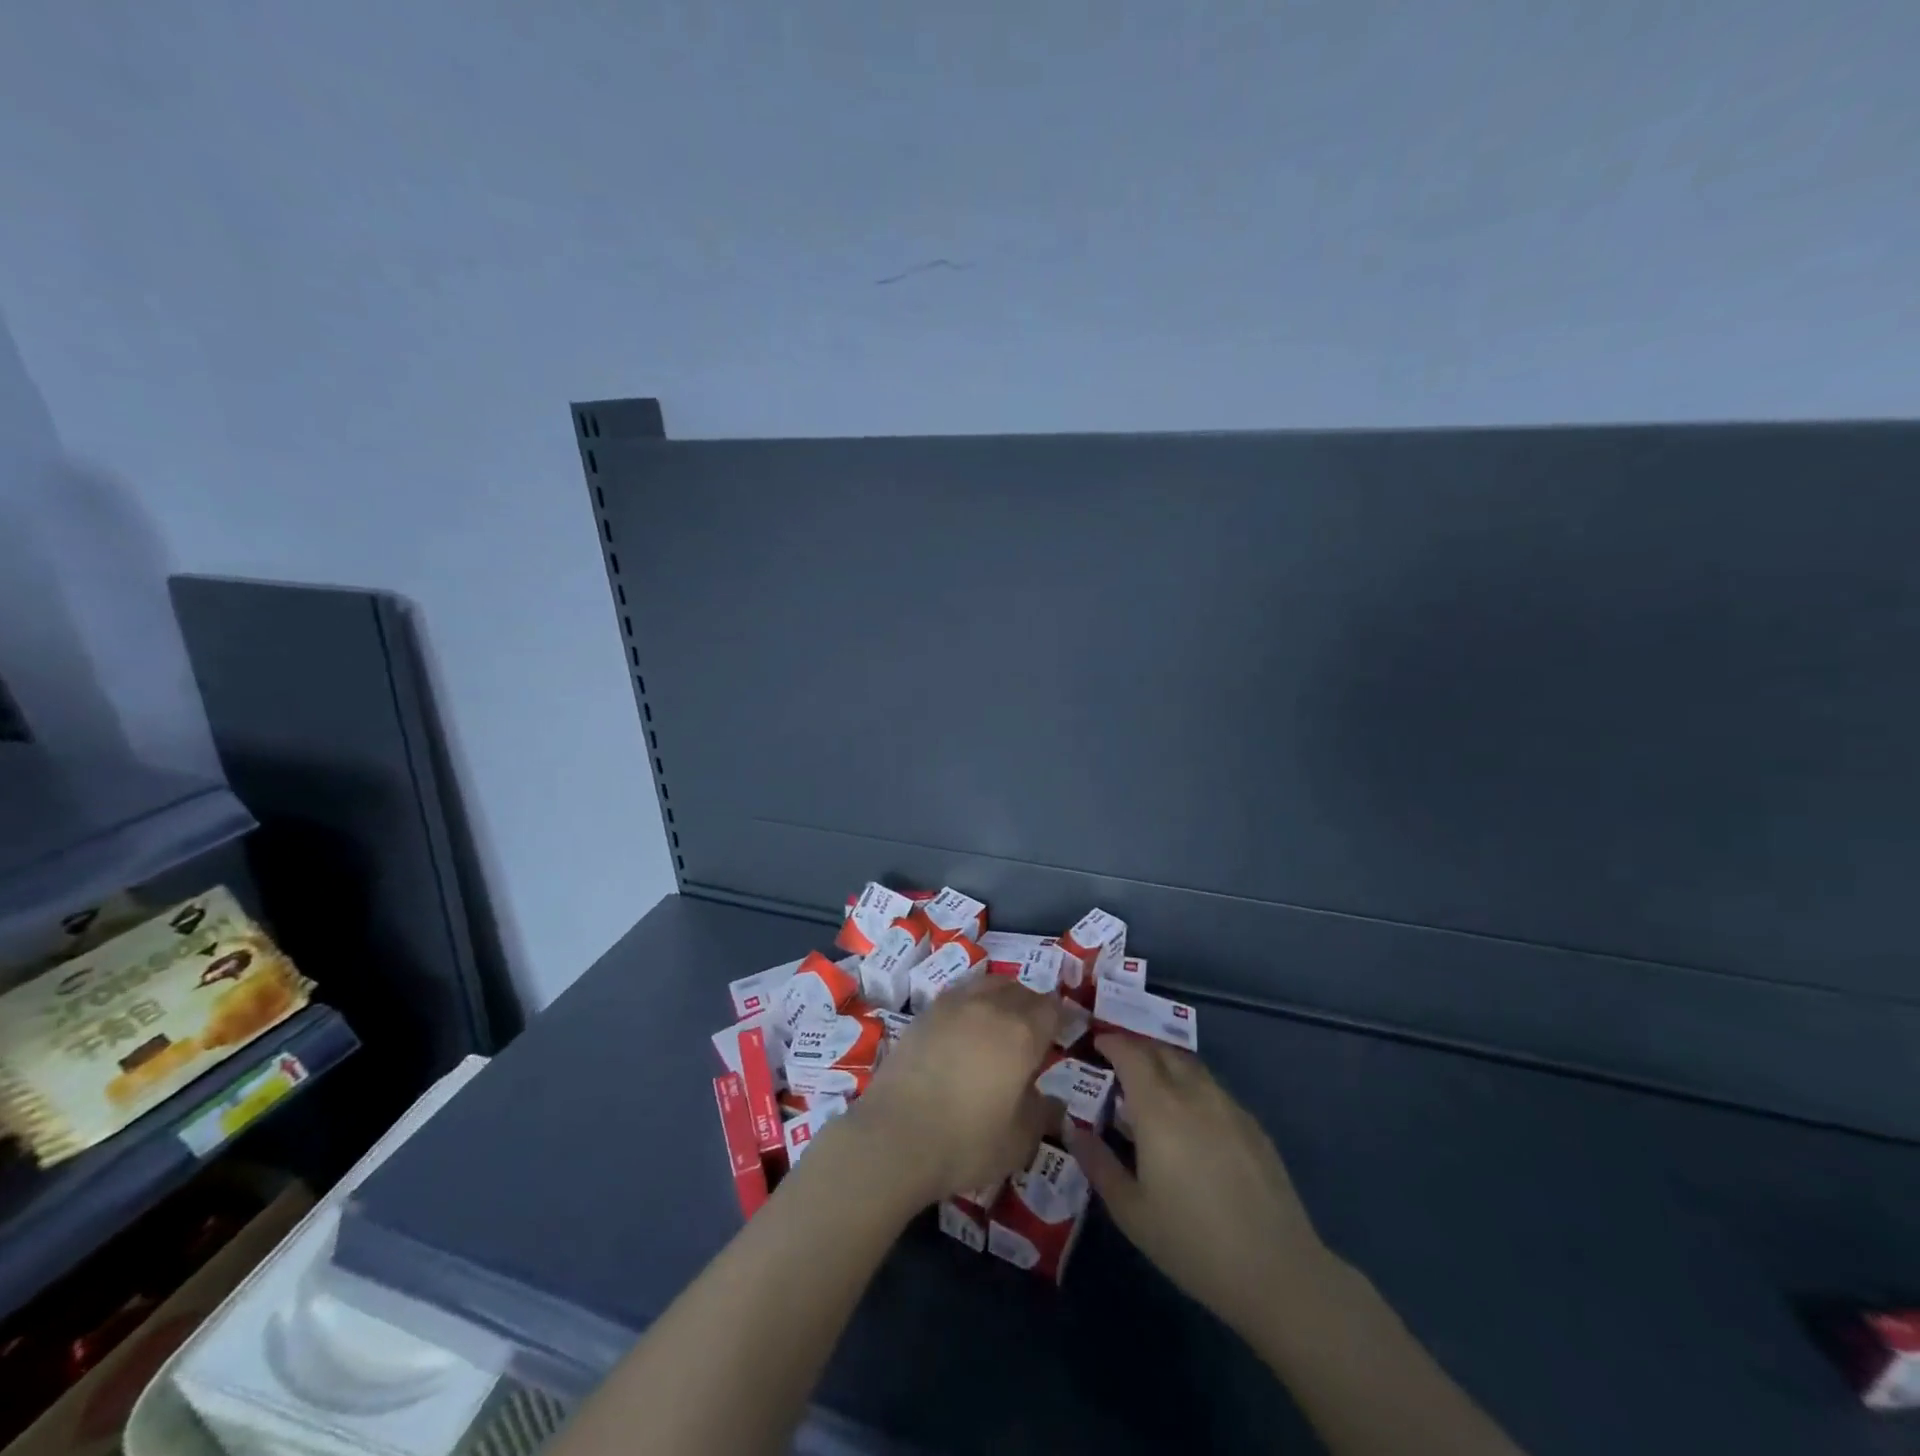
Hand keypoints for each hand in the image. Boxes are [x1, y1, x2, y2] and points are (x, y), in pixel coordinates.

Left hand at [845, 977, 1063, 1206]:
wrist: (895, 1136)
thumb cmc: (966, 1142)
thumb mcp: (1018, 1141)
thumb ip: (1041, 1114)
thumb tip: (1055, 1102)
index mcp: (1022, 1033)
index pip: (1052, 1008)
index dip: (1061, 1018)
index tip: (1063, 1031)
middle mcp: (990, 1007)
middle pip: (1021, 990)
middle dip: (1033, 1005)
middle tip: (1034, 1030)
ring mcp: (954, 1005)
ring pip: (988, 983)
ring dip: (1002, 996)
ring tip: (1001, 1020)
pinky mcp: (925, 1013)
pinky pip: (959, 993)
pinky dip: (971, 1001)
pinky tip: (966, 1025)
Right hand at [1068, 1034, 1329, 1337]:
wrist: (1277, 1272)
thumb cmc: (1192, 1243)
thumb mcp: (1131, 1211)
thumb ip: (1098, 1163)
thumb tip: (1074, 1129)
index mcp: (1158, 1108)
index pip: (1130, 1053)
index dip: (1111, 1042)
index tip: (1095, 1044)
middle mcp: (1193, 1093)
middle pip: (1161, 1050)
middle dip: (1136, 1047)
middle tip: (1117, 1063)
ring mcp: (1228, 1106)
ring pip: (1190, 1066)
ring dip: (1165, 1063)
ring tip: (1151, 1086)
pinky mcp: (1252, 1125)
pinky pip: (1213, 1088)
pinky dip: (1192, 1086)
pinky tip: (1190, 1118)